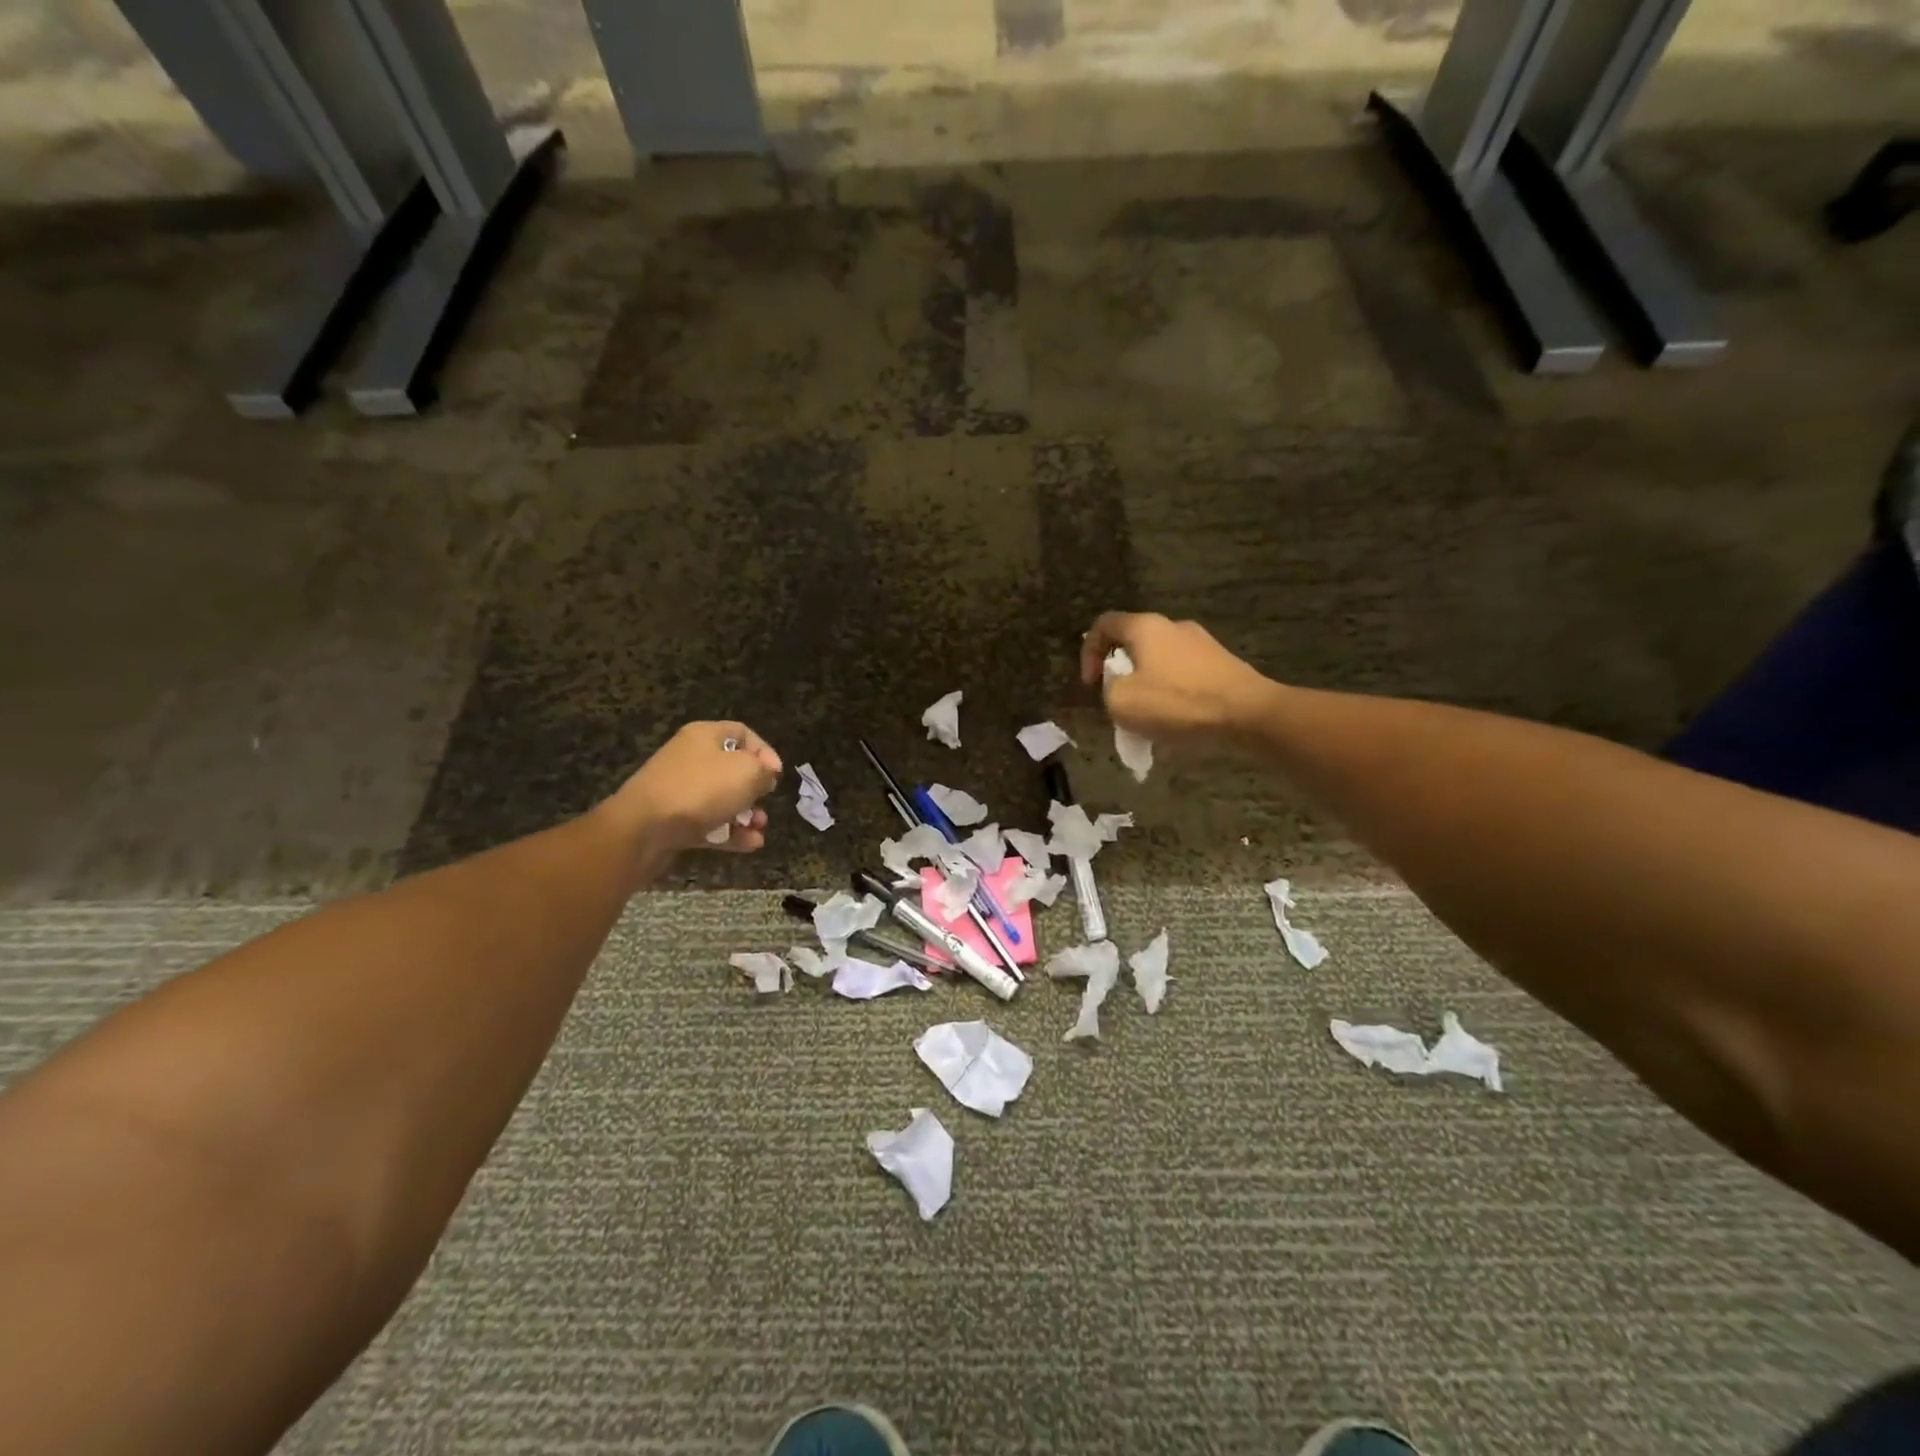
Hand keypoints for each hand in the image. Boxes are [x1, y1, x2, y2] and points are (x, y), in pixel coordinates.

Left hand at [602, 722, 782, 854]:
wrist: (643, 829)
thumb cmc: (700, 790)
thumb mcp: (746, 772)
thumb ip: (764, 770)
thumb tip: (765, 775)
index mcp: (704, 736)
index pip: (742, 733)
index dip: (765, 751)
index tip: (777, 774)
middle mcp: (691, 758)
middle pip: (732, 769)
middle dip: (755, 789)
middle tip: (765, 802)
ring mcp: (680, 791)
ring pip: (722, 799)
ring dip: (746, 815)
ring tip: (760, 829)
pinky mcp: (674, 821)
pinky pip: (709, 823)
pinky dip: (730, 833)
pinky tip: (750, 845)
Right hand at [1079, 612, 1278, 742]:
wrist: (1248, 714)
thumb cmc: (1179, 703)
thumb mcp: (1122, 702)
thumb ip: (1108, 689)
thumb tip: (1119, 686)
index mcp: (1145, 627)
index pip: (1103, 624)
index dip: (1088, 652)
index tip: (1091, 684)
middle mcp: (1173, 626)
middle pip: (1133, 643)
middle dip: (1120, 673)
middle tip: (1119, 702)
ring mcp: (1202, 643)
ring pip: (1160, 661)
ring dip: (1147, 685)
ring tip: (1148, 718)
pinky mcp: (1222, 664)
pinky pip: (1184, 675)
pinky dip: (1172, 694)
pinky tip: (1177, 721)